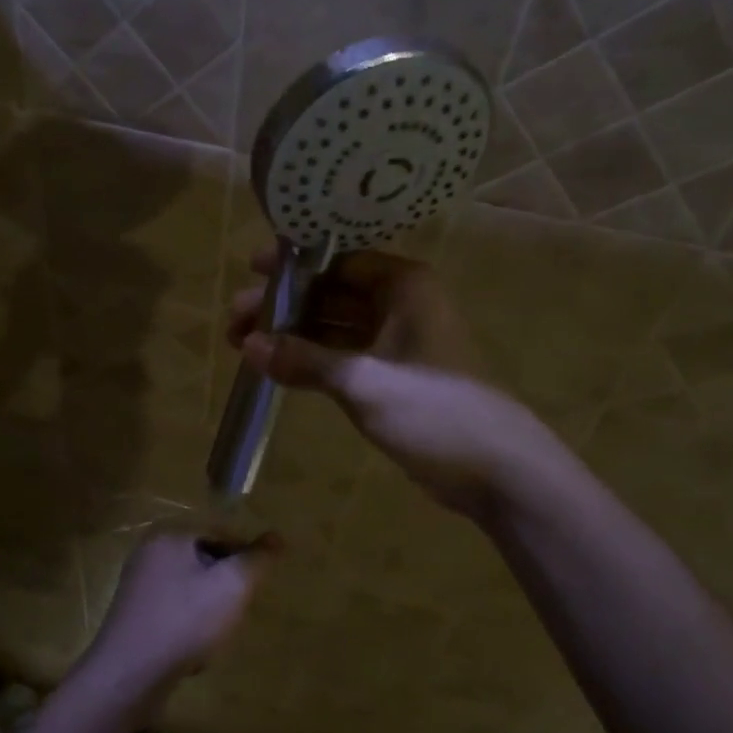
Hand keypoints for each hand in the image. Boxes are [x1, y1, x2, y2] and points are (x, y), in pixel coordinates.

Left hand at [78, 532, 277, 706]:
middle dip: (225, 586)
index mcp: (169, 535)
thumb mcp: (232, 587)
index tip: (255, 586)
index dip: (244, 557)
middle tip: (236, 612)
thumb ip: (256, 560)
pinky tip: (194, 650)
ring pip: (191, 588)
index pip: (220, 532)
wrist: (128, 675)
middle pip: (205, 560)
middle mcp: (149, 552)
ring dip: (209, 609)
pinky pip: (174, 610)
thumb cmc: (184, 621)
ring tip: (216, 634)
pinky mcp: (134, 615)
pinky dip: (189, 625)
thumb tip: (277, 537)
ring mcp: (138, 584)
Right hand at [226, 248, 532, 517]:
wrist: (497, 471)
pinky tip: (277, 369)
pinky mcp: (393, 378)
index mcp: (403, 286)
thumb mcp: (363, 381)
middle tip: (235, 324)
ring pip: (334, 328)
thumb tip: (249, 346)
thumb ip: (304, 360)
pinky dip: (312, 361)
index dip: (292, 267)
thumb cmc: (434, 410)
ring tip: (244, 348)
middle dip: (284, 308)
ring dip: (293, 336)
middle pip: (331, 295)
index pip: (338, 261)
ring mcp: (397, 343)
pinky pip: (343, 357)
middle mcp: (400, 305)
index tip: (249, 273)